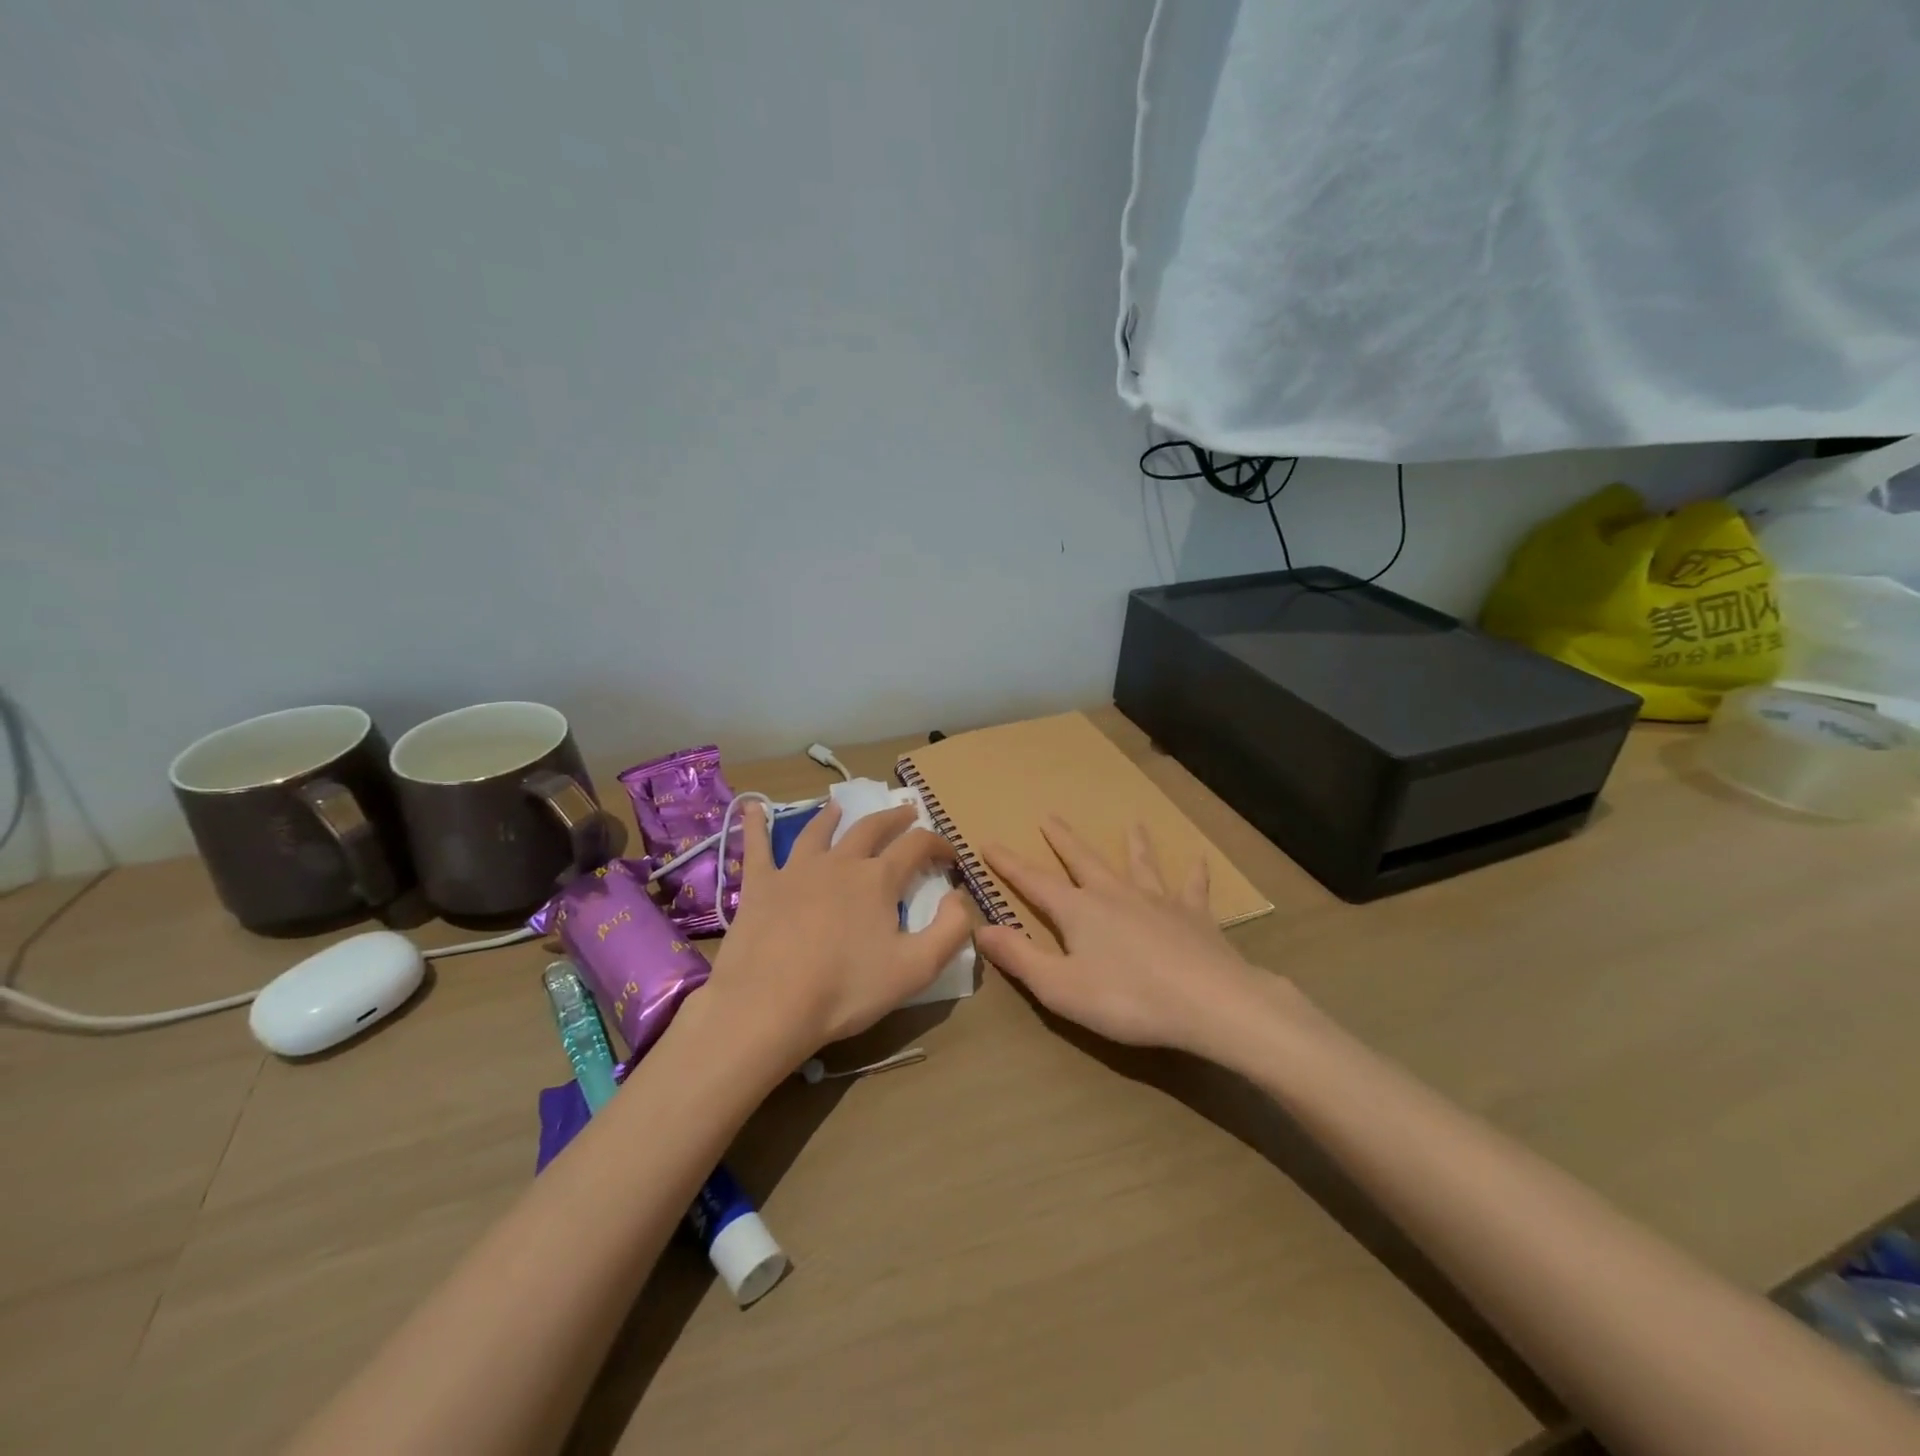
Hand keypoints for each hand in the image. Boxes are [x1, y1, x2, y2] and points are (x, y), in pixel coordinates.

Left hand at [702, 801, 971, 1063]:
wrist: (768, 1005)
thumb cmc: (846, 990)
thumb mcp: (916, 969)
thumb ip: (950, 930)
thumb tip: (958, 896)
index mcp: (878, 879)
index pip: (917, 846)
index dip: (938, 844)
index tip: (950, 853)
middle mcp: (840, 862)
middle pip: (871, 828)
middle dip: (893, 818)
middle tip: (906, 812)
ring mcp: (796, 870)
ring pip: (818, 832)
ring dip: (832, 817)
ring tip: (839, 807)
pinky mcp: (760, 885)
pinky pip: (757, 846)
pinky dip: (755, 824)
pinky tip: (751, 808)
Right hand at [977, 818, 1288, 1058]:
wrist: (1209, 1002)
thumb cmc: (1127, 999)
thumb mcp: (1060, 987)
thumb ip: (1020, 957)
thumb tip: (980, 928)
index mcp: (1079, 911)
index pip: (1034, 882)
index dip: (1008, 864)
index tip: (987, 842)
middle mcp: (1115, 895)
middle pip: (1083, 860)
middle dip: (1063, 840)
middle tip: (1050, 816)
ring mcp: (1158, 901)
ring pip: (1140, 865)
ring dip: (1134, 844)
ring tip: (1134, 823)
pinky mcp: (1194, 916)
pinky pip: (1193, 888)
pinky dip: (1194, 874)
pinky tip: (1199, 859)